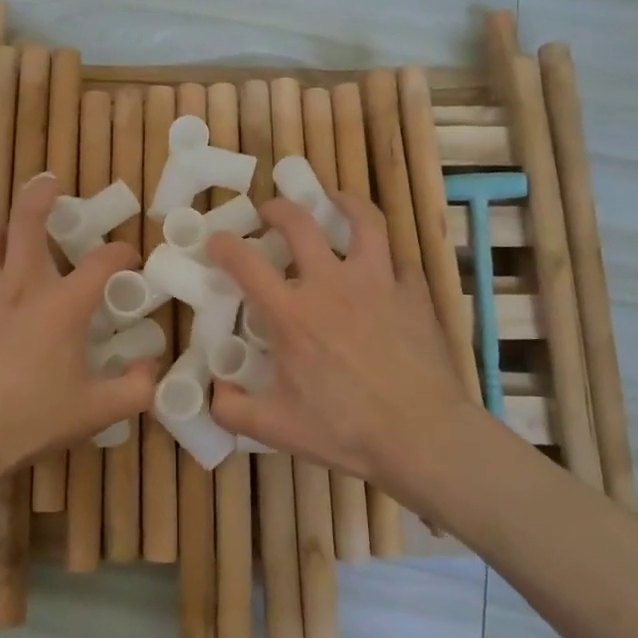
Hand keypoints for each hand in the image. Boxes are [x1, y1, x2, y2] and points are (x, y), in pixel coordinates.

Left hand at [0, 174, 155, 489]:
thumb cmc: (28, 420)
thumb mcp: (96, 413)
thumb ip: (135, 389)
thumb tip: (152, 368)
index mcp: (62, 305)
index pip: (102, 261)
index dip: (121, 251)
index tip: (128, 254)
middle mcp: (19, 285)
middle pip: (27, 219)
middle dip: (41, 194)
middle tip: (49, 185)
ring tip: (6, 237)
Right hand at [206, 194, 485, 506]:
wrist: (422, 436)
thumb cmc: (345, 430)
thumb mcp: (276, 429)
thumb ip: (233, 410)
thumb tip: (215, 392)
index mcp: (292, 313)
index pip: (245, 262)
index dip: (224, 245)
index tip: (217, 241)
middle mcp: (331, 284)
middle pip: (300, 223)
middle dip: (277, 208)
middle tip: (269, 212)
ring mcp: (378, 283)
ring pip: (363, 220)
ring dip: (343, 202)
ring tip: (333, 200)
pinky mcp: (414, 294)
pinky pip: (399, 262)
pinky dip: (386, 258)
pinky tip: (381, 268)